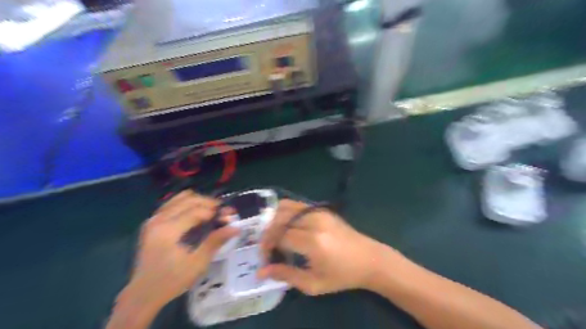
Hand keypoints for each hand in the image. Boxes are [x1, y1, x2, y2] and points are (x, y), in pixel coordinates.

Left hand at [106, 191, 237, 327]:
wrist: (142, 295)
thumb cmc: (171, 281)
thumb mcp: (197, 263)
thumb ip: (215, 241)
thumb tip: (235, 227)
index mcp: (168, 230)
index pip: (196, 211)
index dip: (215, 211)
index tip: (230, 215)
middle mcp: (159, 219)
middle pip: (188, 199)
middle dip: (208, 203)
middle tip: (223, 212)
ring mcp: (153, 220)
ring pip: (179, 198)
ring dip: (198, 201)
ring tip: (211, 211)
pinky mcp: (152, 223)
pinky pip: (172, 204)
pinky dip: (186, 204)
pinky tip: (196, 214)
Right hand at [257, 199, 387, 296]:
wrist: (369, 259)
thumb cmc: (343, 275)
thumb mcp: (314, 284)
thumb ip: (286, 275)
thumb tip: (261, 271)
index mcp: (313, 241)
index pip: (279, 236)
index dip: (267, 246)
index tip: (265, 258)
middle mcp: (314, 221)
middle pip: (280, 218)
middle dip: (267, 232)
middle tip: (267, 247)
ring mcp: (318, 211)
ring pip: (286, 206)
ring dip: (274, 219)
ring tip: (274, 235)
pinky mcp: (322, 209)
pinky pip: (296, 205)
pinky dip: (285, 212)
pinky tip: (285, 226)